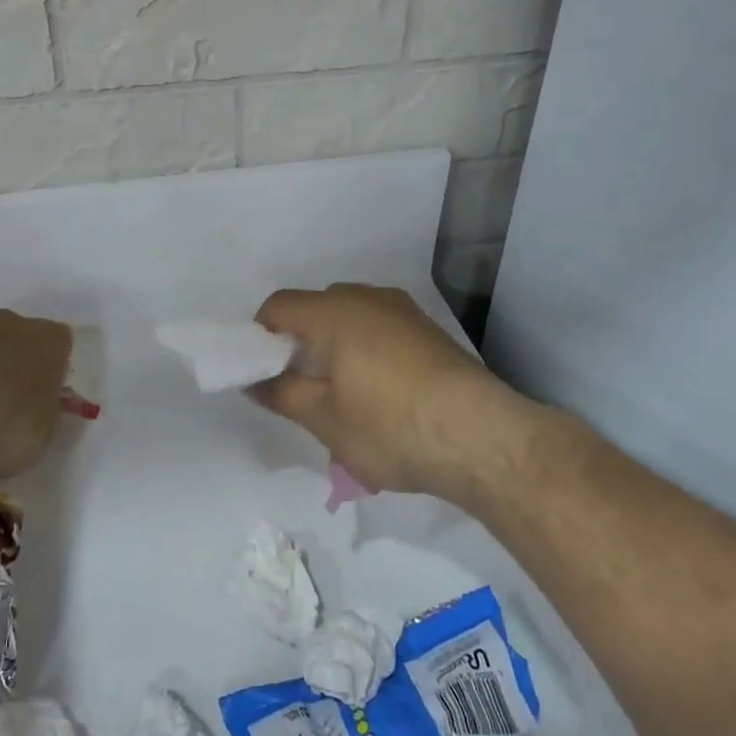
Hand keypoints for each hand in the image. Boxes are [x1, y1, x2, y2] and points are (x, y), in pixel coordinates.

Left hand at [0, 309, 72, 477]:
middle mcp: (11, 323)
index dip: (54, 366)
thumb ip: (47, 402)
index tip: (47, 390)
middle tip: (14, 395)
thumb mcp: (49, 423)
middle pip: (20, 336)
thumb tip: (39, 400)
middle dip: (18, 359)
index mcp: (48, 337)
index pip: (60, 342)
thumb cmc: (13, 426)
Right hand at [251, 284, 536, 507]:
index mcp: (334, 311)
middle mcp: (368, 298)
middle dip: (299, 345)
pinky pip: (380, 330)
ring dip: (334, 350)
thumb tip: (253, 381)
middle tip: (300, 392)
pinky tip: (380, 396)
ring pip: (350, 320)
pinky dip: (365, 352)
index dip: (260, 338)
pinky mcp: (429, 330)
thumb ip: (280, 393)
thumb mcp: (324, 419)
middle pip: (315, 310)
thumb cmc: (390, 426)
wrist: (482, 437)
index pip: (278, 306)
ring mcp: (404, 311)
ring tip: (342, 398)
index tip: (265, 376)